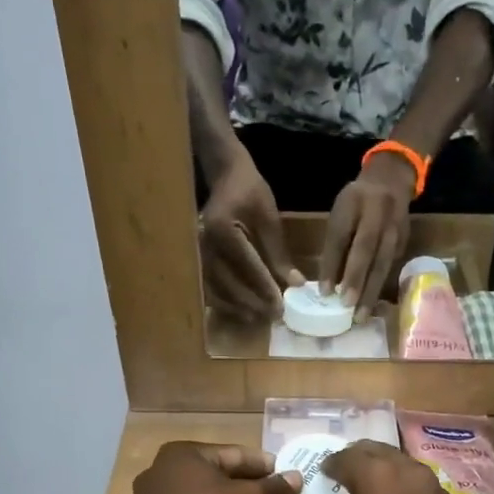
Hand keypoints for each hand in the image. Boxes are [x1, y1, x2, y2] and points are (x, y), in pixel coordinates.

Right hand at [200, 152, 301, 319]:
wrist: (225, 175)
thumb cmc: (250, 190)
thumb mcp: (269, 218)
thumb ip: (279, 253)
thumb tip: (296, 283)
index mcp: (223, 230)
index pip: (247, 266)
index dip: (265, 288)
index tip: (281, 305)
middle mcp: (205, 244)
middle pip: (228, 282)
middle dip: (251, 302)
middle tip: (272, 316)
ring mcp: (197, 252)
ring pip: (215, 289)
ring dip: (236, 306)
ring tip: (256, 318)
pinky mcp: (198, 257)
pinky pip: (208, 285)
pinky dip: (223, 301)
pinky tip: (239, 309)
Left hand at [318, 154, 412, 321]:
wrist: (391, 180)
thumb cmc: (356, 203)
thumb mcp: (340, 213)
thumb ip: (335, 243)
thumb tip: (328, 283)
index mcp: (353, 202)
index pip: (340, 236)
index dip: (332, 265)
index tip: (324, 292)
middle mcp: (377, 212)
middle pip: (366, 249)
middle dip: (356, 279)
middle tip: (346, 306)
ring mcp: (395, 226)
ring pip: (383, 261)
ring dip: (372, 290)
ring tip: (361, 315)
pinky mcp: (405, 240)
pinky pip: (391, 266)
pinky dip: (381, 286)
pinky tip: (373, 305)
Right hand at [320, 442, 493, 493]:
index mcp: (378, 477)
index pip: (347, 457)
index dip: (331, 465)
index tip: (322, 475)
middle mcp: (408, 471)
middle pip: (377, 451)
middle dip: (357, 460)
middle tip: (342, 477)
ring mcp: (433, 486)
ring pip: (400, 463)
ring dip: (381, 470)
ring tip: (365, 490)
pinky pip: (416, 482)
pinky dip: (399, 485)